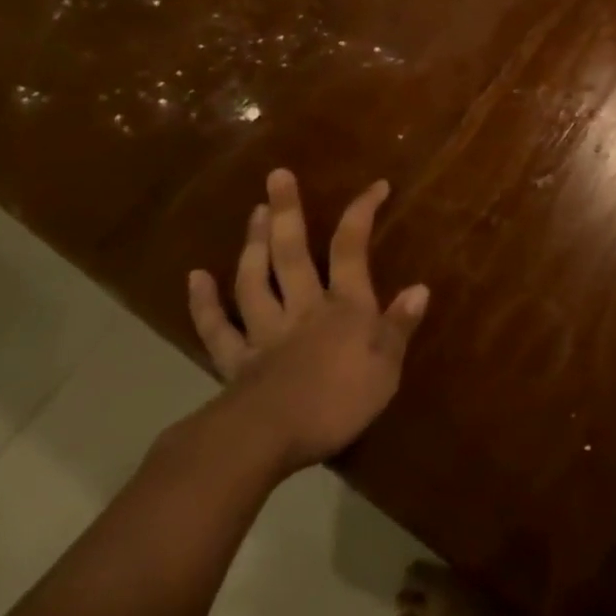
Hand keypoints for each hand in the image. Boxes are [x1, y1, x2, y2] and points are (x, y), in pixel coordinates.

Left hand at [187, 170, 428, 475]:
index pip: (353, 248)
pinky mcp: (236, 360)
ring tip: (253, 213)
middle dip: (286, 212)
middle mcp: (302, 308)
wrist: (268, 438)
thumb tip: (420, 288)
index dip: (362, 212)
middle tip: (277, 176)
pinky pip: (217, 328)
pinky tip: (195, 277)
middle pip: (291, 252)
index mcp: (344, 306)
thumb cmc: (339, 401)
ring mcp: (264, 331)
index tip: (376, 185)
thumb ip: (400, 326)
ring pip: (254, 280)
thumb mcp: (387, 367)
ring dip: (252, 245)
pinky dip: (204, 303)